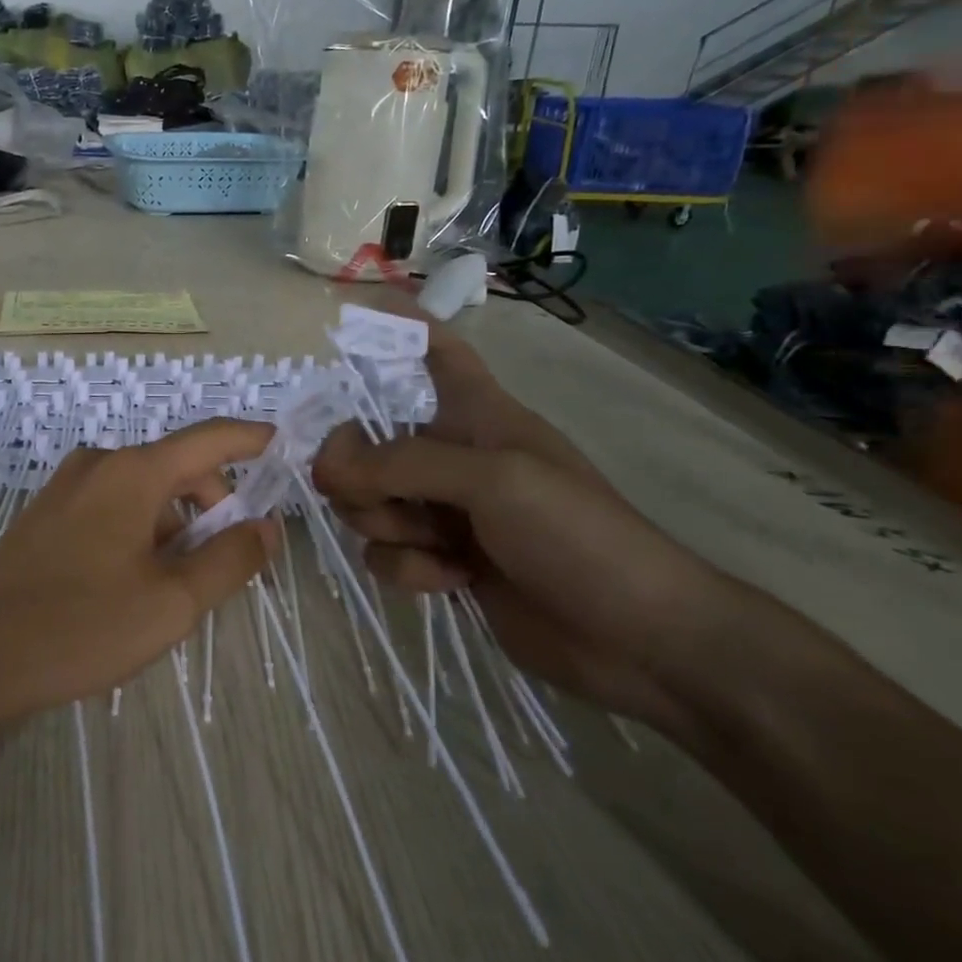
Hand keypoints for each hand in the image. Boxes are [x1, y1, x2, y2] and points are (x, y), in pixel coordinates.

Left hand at [0, 418, 275, 723]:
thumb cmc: (80, 626)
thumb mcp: (171, 602)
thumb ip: (229, 559)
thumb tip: (267, 526)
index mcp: (133, 471)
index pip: (210, 438)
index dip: (251, 439)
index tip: (282, 446)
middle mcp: (99, 464)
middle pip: (177, 469)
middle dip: (214, 505)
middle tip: (227, 565)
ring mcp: (67, 486)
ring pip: (144, 493)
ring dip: (175, 527)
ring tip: (174, 590)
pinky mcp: (47, 513)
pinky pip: (112, 507)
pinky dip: (141, 532)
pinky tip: (133, 584)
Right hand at [313, 324, 735, 730]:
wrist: (637, 639)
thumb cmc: (577, 534)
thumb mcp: (492, 480)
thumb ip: (401, 464)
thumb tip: (323, 464)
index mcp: (477, 413)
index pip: (436, 351)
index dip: (397, 328)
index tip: (345, 322)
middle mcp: (452, 456)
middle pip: (370, 440)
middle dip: (360, 470)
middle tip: (379, 494)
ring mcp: (445, 512)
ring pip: (368, 501)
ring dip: (384, 524)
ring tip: (436, 544)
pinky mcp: (440, 562)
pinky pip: (386, 553)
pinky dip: (408, 568)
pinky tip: (451, 580)